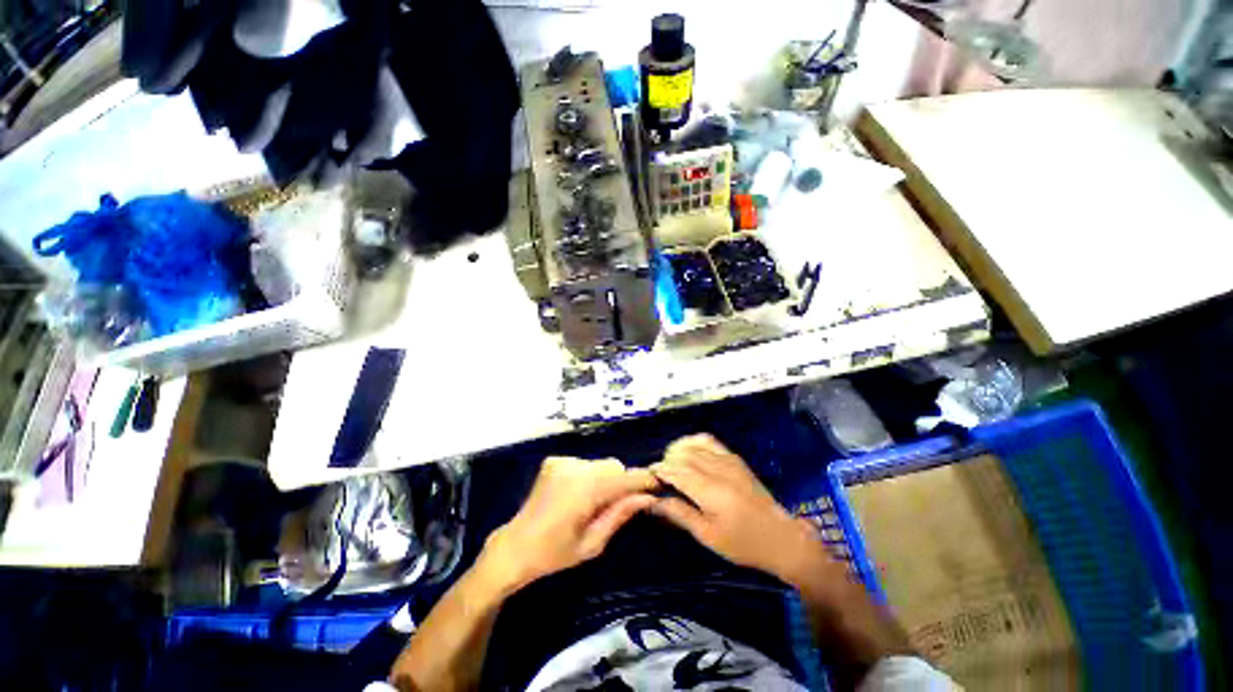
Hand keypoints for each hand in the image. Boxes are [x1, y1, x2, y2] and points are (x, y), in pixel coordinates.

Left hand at [479, 456, 657, 593]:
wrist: (514, 547)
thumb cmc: (554, 554)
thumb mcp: (593, 543)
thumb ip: (621, 514)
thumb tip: (648, 497)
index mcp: (586, 489)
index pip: (626, 477)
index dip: (644, 480)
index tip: (658, 487)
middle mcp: (576, 468)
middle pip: (614, 466)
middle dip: (621, 483)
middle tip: (616, 506)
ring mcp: (563, 461)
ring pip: (600, 464)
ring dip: (605, 479)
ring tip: (592, 503)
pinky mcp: (554, 460)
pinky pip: (584, 464)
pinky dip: (588, 476)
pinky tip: (576, 495)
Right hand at [649, 434, 834, 585]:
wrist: (780, 537)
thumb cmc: (742, 543)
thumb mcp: (708, 535)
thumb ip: (679, 514)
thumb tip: (653, 502)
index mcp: (710, 491)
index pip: (675, 471)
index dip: (659, 471)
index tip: (648, 476)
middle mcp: (717, 470)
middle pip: (682, 456)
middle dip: (666, 462)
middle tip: (659, 477)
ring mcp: (727, 460)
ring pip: (693, 446)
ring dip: (677, 451)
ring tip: (671, 464)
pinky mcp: (734, 458)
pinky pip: (709, 441)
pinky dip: (694, 442)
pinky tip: (689, 451)